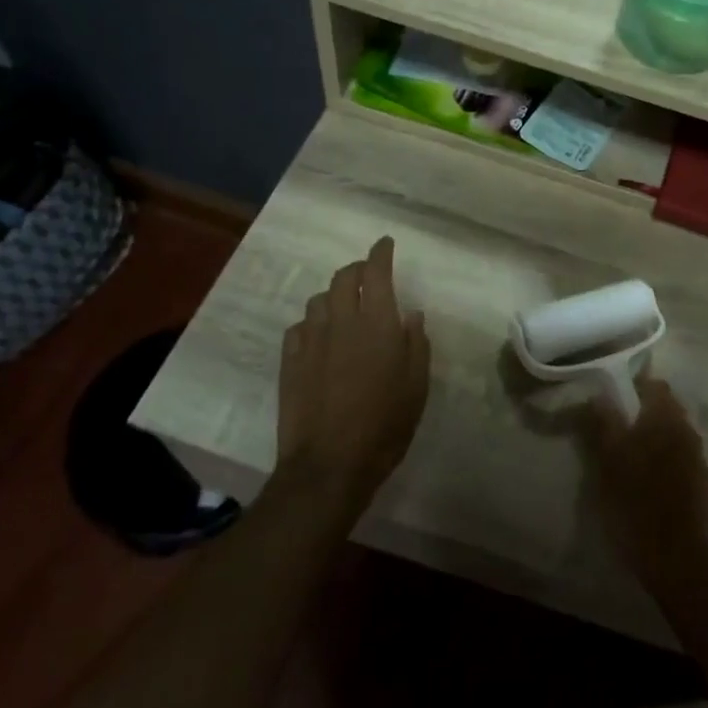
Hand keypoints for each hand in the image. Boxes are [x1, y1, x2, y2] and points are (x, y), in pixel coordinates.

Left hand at [275, 238, 430, 513]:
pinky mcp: (290, 361)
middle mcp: (342, 322)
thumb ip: (416, 344)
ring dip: (334, 296)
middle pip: (343, 277)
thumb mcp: (417, 386)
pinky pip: (299, 327)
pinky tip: (319, 337)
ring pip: (319, 299)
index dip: (380, 253)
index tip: (385, 243)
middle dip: (357, 269)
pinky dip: (312, 323)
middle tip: (368, 275)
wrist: (329, 465)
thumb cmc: (385, 425)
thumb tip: (411, 314)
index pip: (377, 272)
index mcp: (378, 324)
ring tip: (344, 308)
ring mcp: (311, 340)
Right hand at [582, 375, 707, 590]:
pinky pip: (682, 454)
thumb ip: (604, 424)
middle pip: (667, 406)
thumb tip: (599, 395)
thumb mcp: (608, 462)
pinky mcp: (702, 481)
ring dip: (656, 433)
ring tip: (632, 452)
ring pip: (675, 431)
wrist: (676, 558)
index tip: (613, 398)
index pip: (654, 385)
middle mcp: (686, 430)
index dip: (634, 386)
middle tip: (618, 426)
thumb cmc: (635, 504)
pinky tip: (650, 475)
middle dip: (645, 410)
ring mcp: (698, 456)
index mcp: (664, 419)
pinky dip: (667, 454)